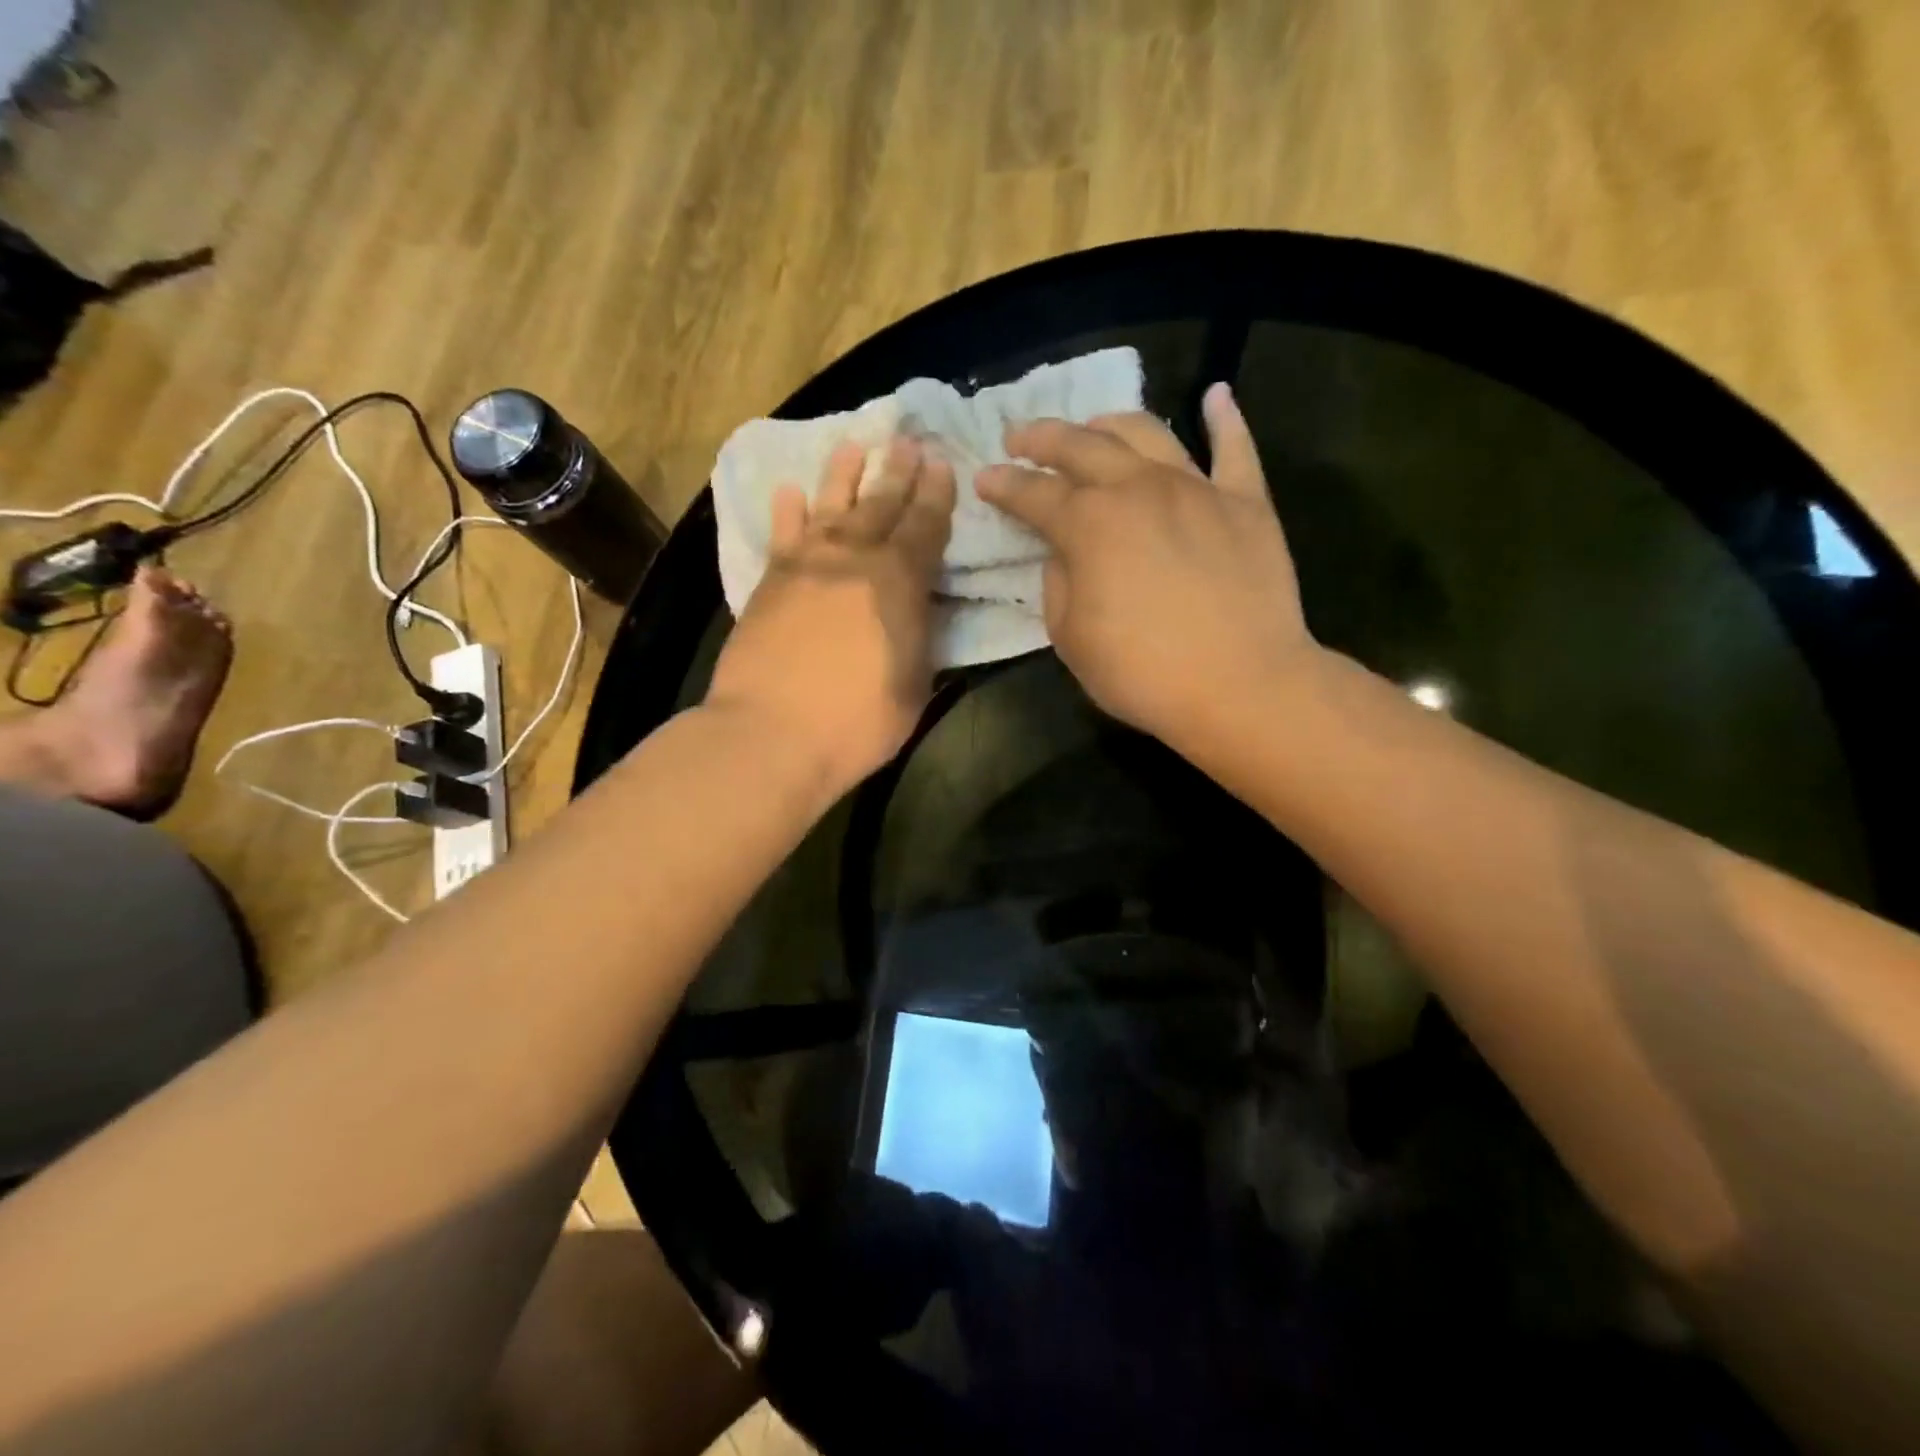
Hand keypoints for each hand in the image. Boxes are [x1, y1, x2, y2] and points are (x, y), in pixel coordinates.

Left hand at [706, 436, 955, 795]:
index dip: (937, 494)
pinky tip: (789, 491)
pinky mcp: (769, 581)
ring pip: (830, 504)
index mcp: (900, 581)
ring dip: (844, 473)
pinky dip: (787, 510)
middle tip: (906, 441)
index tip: (942, 464)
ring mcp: (806, 565)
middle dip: (897, 470)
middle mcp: (854, 558)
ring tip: (853, 446)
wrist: (771, 733)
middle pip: (880, 504)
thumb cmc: (857, 721)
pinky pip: (782, 534)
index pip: (926, 526)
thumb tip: (921, 608)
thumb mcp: (914, 684)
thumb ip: (921, 638)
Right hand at [976, 383, 1314, 754]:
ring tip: (1093, 425)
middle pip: (1083, 446)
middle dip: (1044, 438)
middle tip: (1020, 436)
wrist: (1241, 686)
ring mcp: (1197, 488)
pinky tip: (1216, 395)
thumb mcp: (1071, 639)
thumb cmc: (1143, 672)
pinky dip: (1226, 418)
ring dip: (1111, 423)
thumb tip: (1067, 554)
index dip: (1004, 485)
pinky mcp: (1247, 502)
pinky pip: (1235, 449)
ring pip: (1148, 434)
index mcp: (1089, 524)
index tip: (985, 478)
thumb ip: (1059, 585)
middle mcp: (1138, 488)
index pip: (1034, 494)